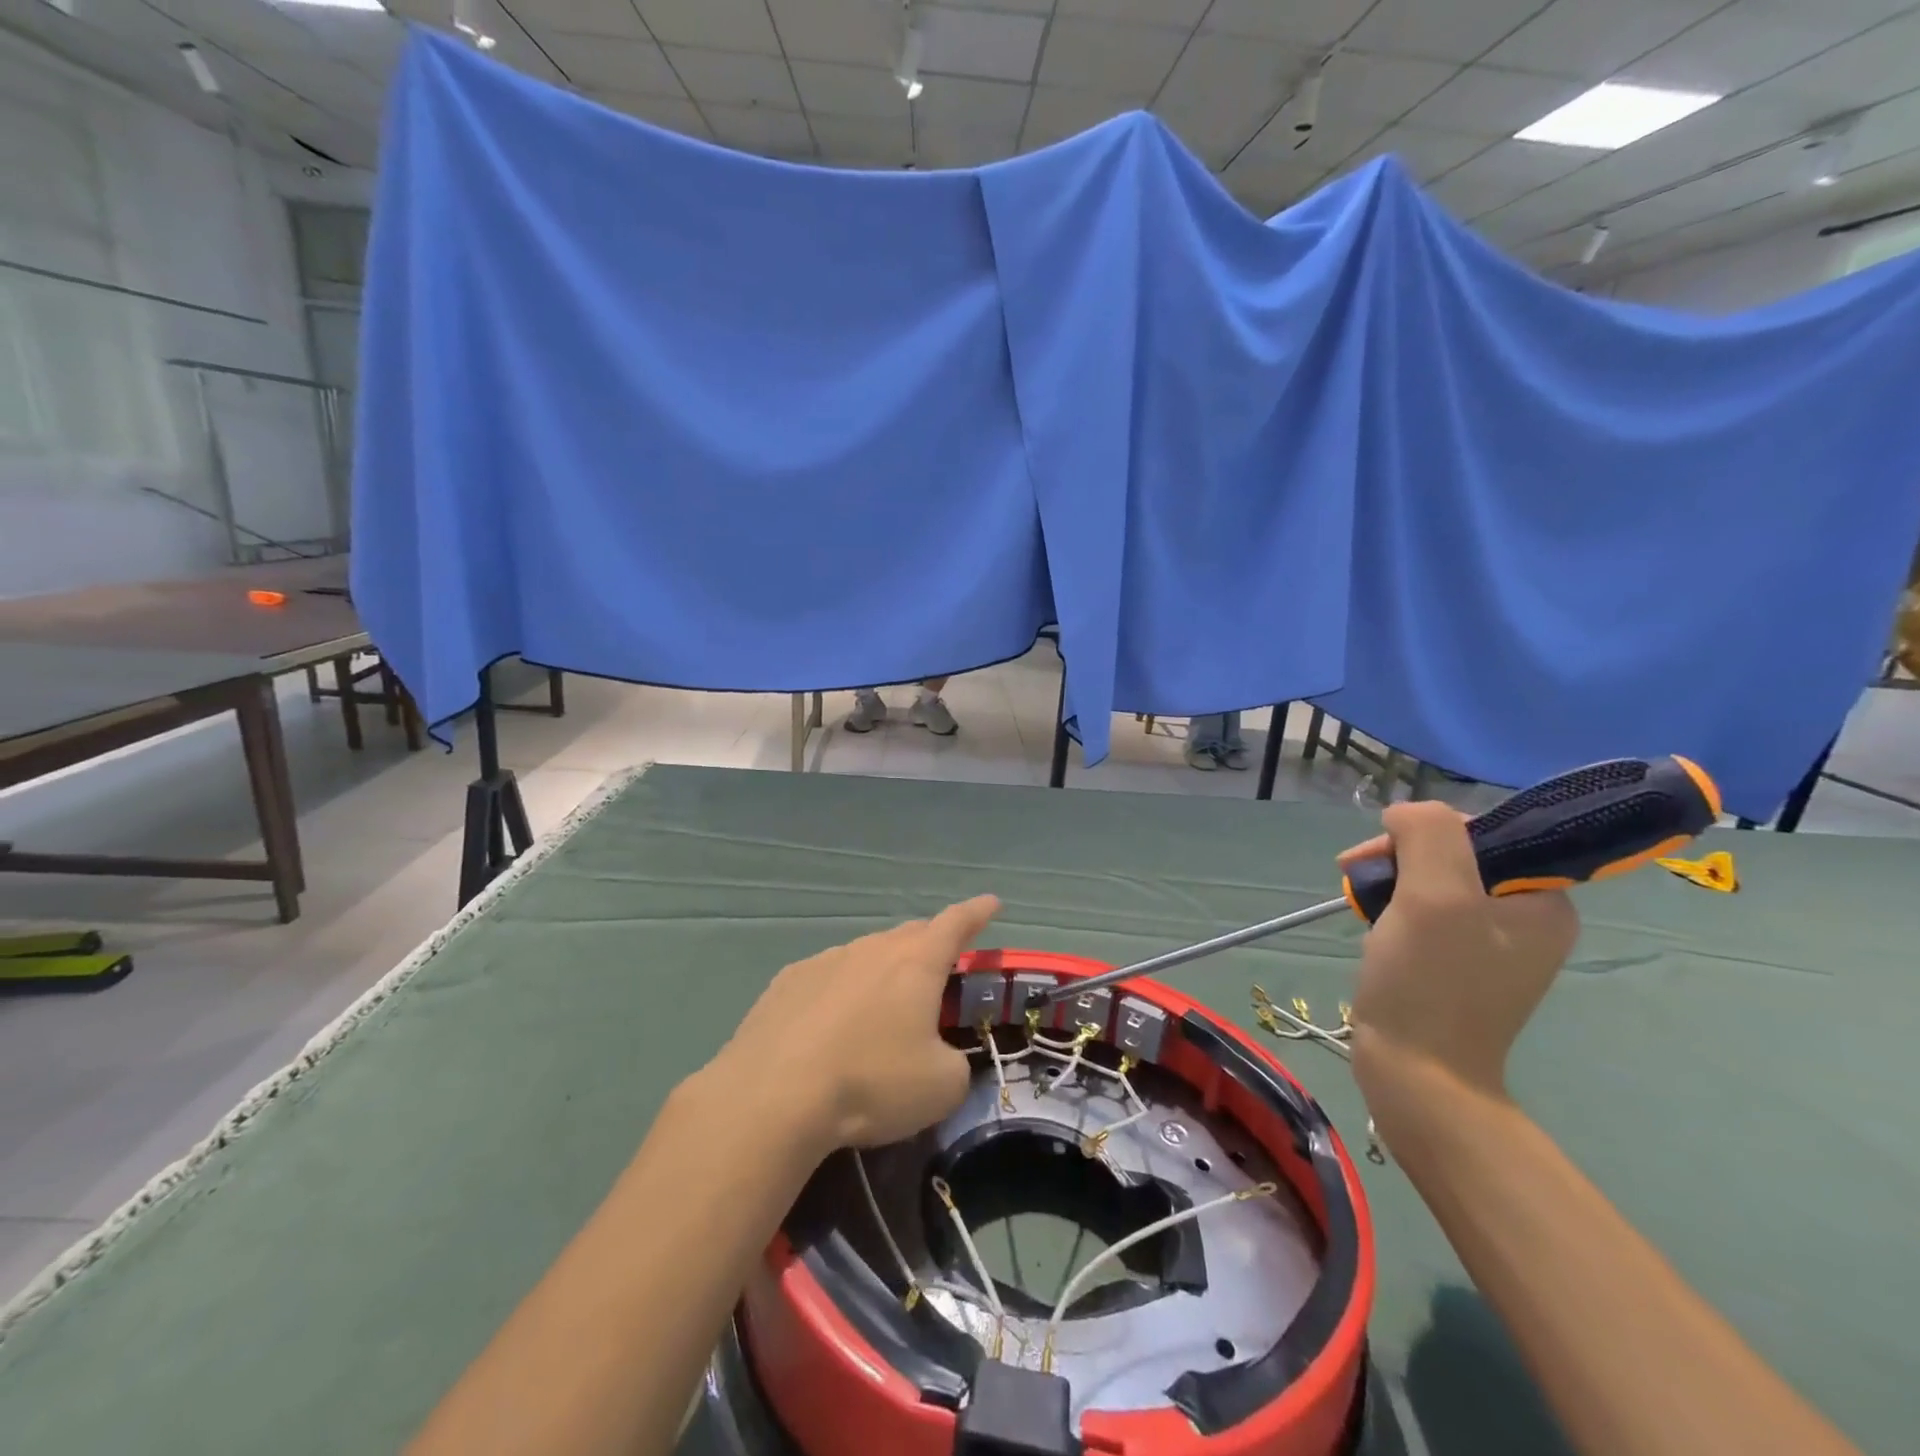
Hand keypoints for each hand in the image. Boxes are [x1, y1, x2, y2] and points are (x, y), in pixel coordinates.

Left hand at [707, 896, 1001, 1157]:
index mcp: (916, 963)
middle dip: (930, 945)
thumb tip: (940, 1055)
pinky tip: (831, 1025)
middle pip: (910, 935)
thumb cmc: (870, 1083)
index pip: (956, 923)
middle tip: (940, 968)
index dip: (978, 912)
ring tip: (881, 1011)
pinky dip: (842, 991)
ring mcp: (825, 960)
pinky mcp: (787, 981)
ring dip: (883, 972)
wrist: (772, 1096)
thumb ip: (955, 1062)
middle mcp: (872, 949)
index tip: (992, 902)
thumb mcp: (941, 1086)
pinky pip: (828, 976)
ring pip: (867, 954)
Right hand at [1339, 802, 1577, 1101]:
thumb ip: (1429, 835)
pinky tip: (1375, 926)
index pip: (1481, 832)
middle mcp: (1527, 918)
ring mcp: (1493, 944)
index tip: (1381, 855)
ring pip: (1435, 882)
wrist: (1417, 1075)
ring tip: (1361, 905)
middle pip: (1456, 855)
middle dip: (1401, 858)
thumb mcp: (1435, 896)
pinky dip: (1394, 910)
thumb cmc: (1430, 984)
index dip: (1425, 832)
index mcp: (1543, 901)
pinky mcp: (1459, 964)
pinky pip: (1427, 913)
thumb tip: (1405, 814)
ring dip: (1392, 883)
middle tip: (1358, 878)